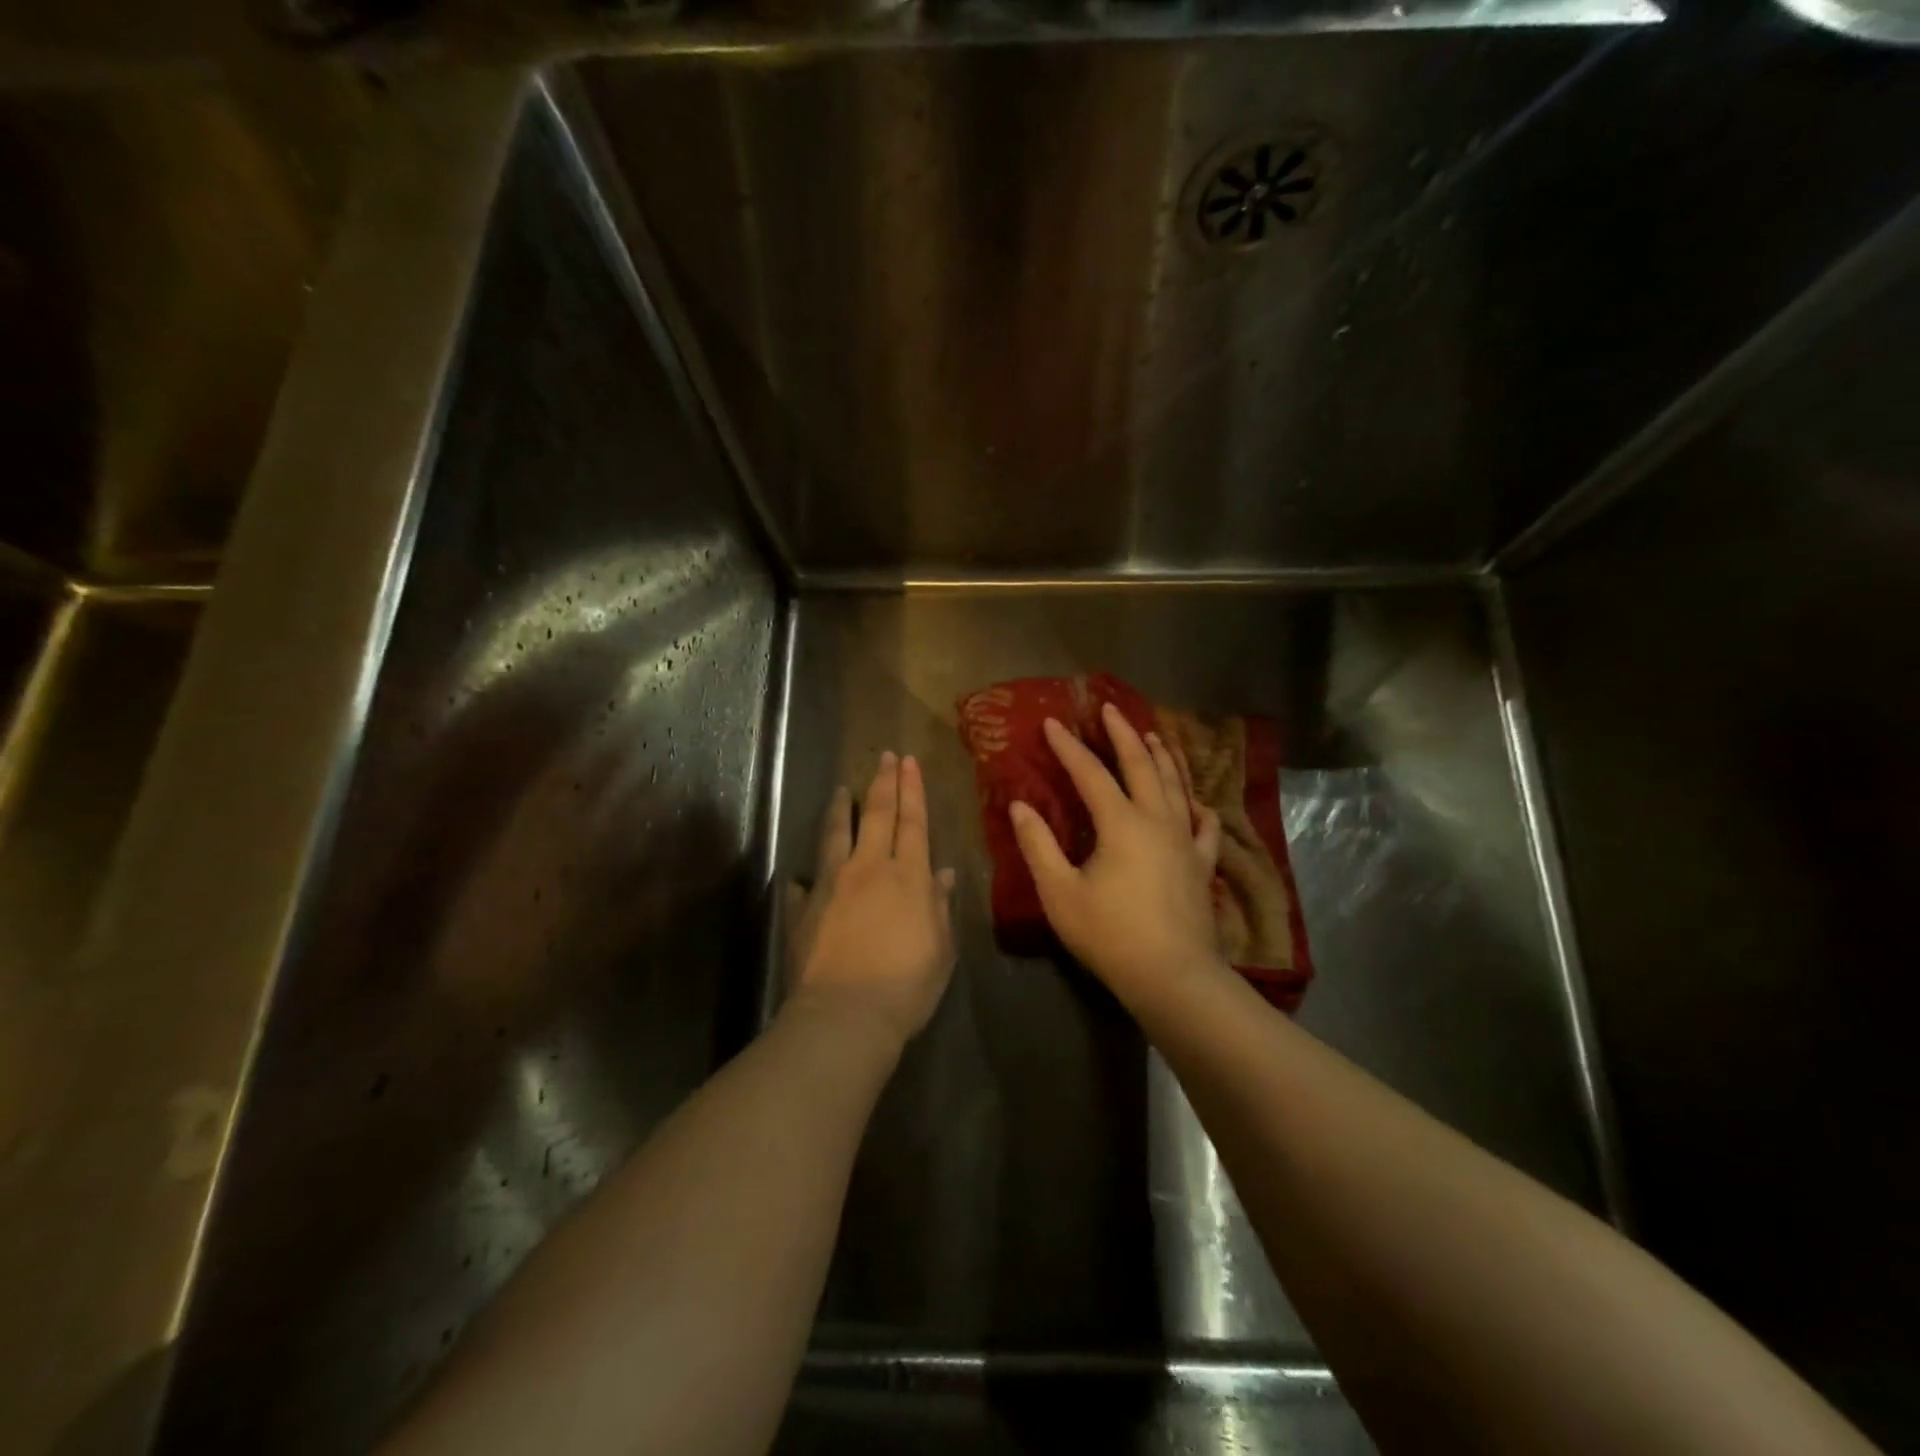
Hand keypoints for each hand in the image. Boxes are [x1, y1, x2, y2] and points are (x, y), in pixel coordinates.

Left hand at [785, 753, 956, 1047]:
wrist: (845, 1015)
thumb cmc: (906, 985)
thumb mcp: (940, 948)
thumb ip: (940, 906)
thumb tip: (943, 872)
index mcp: (907, 876)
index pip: (912, 822)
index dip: (912, 790)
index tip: (908, 761)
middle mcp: (868, 869)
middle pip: (877, 816)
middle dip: (882, 783)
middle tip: (884, 756)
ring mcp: (830, 885)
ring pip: (836, 834)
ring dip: (841, 809)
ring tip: (841, 789)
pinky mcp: (803, 909)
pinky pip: (803, 884)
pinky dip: (804, 877)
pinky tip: (798, 875)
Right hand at [1009, 704, 1224, 1005]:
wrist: (1172, 976)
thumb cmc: (1110, 934)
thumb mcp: (1060, 892)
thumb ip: (1038, 845)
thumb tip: (1020, 806)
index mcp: (1121, 823)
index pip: (1091, 774)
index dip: (1069, 747)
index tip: (1052, 723)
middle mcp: (1157, 820)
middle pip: (1141, 766)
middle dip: (1123, 735)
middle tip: (1110, 709)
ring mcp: (1185, 841)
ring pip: (1176, 786)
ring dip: (1162, 757)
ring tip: (1154, 736)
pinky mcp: (1202, 865)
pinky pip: (1204, 826)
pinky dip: (1198, 807)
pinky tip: (1196, 803)